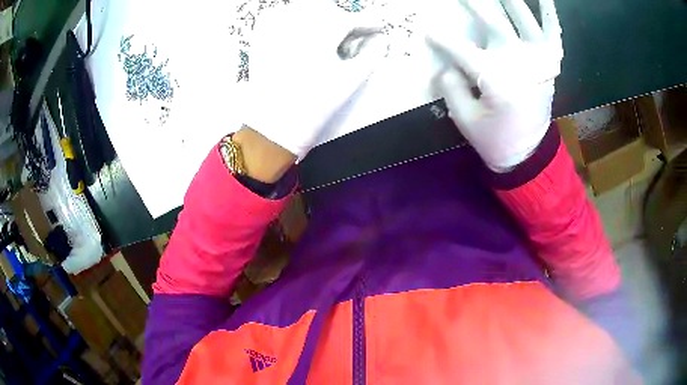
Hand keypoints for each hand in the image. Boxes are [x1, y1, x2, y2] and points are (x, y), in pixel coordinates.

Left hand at [241, 0, 385, 159]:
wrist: (275, 126)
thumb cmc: (316, 105)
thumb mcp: (351, 80)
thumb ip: (372, 54)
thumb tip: (381, 39)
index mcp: (323, 32)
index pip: (351, 19)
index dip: (369, 22)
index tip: (377, 27)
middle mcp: (297, 22)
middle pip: (328, 11)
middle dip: (343, 19)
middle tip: (351, 35)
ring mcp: (275, 28)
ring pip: (304, 9)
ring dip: (319, 17)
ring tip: (325, 36)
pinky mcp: (260, 37)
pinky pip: (277, 16)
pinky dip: (290, 18)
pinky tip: (298, 32)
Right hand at [427, 0, 562, 171]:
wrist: (529, 156)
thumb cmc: (496, 140)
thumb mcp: (465, 121)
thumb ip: (451, 88)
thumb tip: (446, 65)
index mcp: (496, 79)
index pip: (462, 50)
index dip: (442, 39)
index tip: (429, 31)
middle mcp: (520, 64)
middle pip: (494, 24)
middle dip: (475, 4)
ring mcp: (538, 62)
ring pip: (525, 21)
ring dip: (512, 1)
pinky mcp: (549, 66)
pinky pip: (553, 35)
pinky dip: (551, 15)